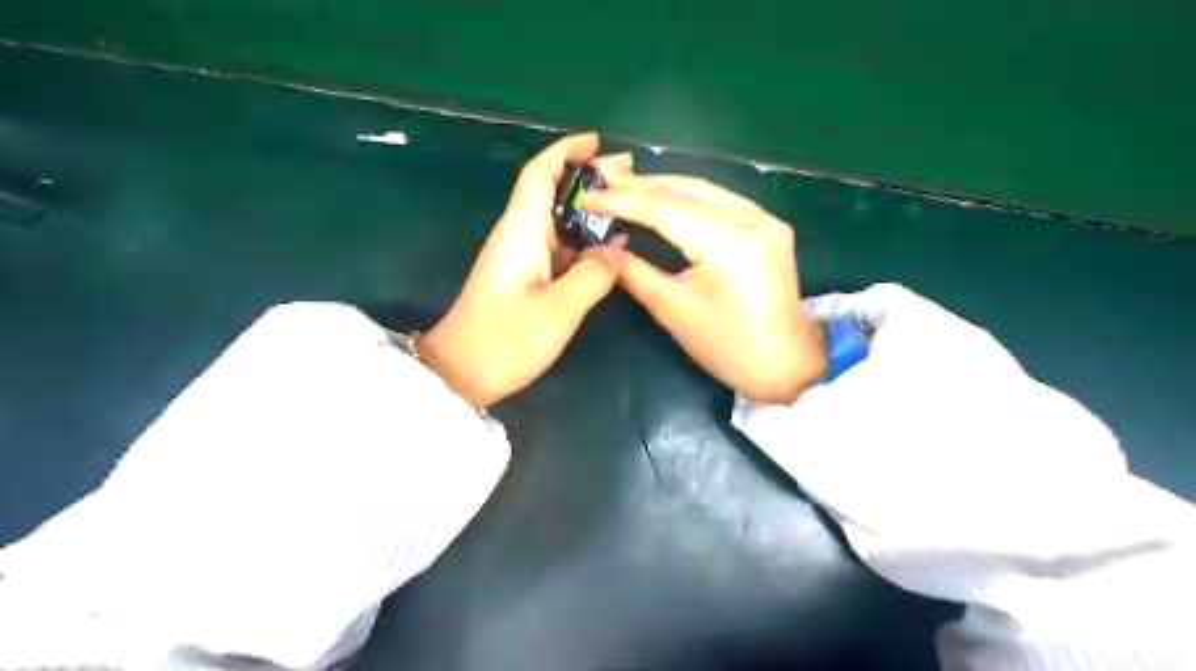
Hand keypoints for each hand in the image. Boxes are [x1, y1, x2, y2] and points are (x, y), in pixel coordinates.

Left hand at [421, 131, 630, 404]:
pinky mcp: (525, 279)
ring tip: (630, 207)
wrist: (461, 374)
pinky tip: (610, 248)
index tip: (597, 141)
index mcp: (521, 230)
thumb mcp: (559, 309)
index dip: (566, 150)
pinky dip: (584, 243)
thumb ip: (593, 275)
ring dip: (591, 212)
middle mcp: (520, 236)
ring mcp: (522, 258)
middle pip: (553, 193)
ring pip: (559, 222)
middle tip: (631, 174)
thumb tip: (616, 251)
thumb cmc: (505, 340)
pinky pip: (560, 250)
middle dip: (589, 178)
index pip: (539, 173)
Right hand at [584, 173, 827, 403]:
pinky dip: (686, 198)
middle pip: (685, 190)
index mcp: (729, 240)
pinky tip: (663, 198)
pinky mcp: (767, 226)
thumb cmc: (728, 347)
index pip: (664, 208)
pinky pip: (719, 201)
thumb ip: (634, 272)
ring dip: (661, 187)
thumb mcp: (674, 310)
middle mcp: (751, 217)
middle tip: (599, 183)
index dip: (622, 200)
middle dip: (639, 186)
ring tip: (622, 187)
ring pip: (703, 190)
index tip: (587, 195)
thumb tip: (600, 249)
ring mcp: (764, 218)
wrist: (787, 365)